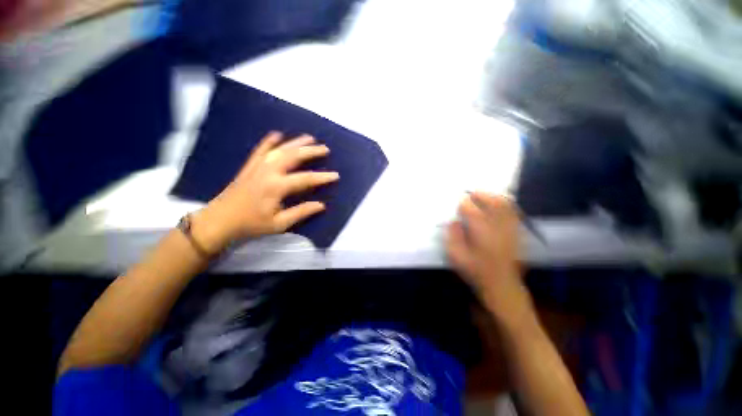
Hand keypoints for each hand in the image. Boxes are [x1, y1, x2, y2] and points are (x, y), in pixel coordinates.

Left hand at [194, 132, 338, 251]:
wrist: (219, 220)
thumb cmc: (251, 224)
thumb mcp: (279, 224)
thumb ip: (301, 212)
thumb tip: (321, 205)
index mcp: (276, 187)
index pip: (305, 179)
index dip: (322, 177)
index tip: (335, 175)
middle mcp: (268, 172)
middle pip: (293, 156)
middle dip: (311, 151)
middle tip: (325, 148)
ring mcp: (258, 167)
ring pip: (280, 149)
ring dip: (296, 142)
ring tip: (309, 138)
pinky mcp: (250, 166)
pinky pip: (261, 150)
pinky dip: (269, 141)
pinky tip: (278, 134)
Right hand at [446, 192, 531, 323]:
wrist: (503, 287)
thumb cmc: (476, 272)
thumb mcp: (456, 256)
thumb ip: (452, 236)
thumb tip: (454, 221)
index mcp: (481, 232)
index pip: (471, 209)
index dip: (463, 205)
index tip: (458, 206)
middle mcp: (498, 227)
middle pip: (491, 202)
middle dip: (480, 195)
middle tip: (470, 193)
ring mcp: (510, 229)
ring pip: (504, 205)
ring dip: (493, 197)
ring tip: (483, 195)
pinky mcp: (517, 233)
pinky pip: (513, 212)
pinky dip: (505, 204)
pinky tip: (498, 204)